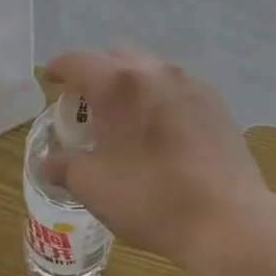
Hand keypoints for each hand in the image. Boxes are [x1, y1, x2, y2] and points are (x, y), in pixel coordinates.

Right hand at [42, 51, 271, 273]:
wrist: (227, 217)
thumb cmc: (151, 199)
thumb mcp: (94, 187)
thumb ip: (64, 166)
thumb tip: (49, 160)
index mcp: (119, 84)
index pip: (77, 61)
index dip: (59, 69)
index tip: (51, 81)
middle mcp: (155, 70)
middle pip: (115, 58)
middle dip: (96, 75)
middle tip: (87, 108)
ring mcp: (190, 82)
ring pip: (149, 69)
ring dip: (130, 84)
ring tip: (125, 119)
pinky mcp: (215, 100)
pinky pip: (176, 86)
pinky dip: (158, 96)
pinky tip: (160, 129)